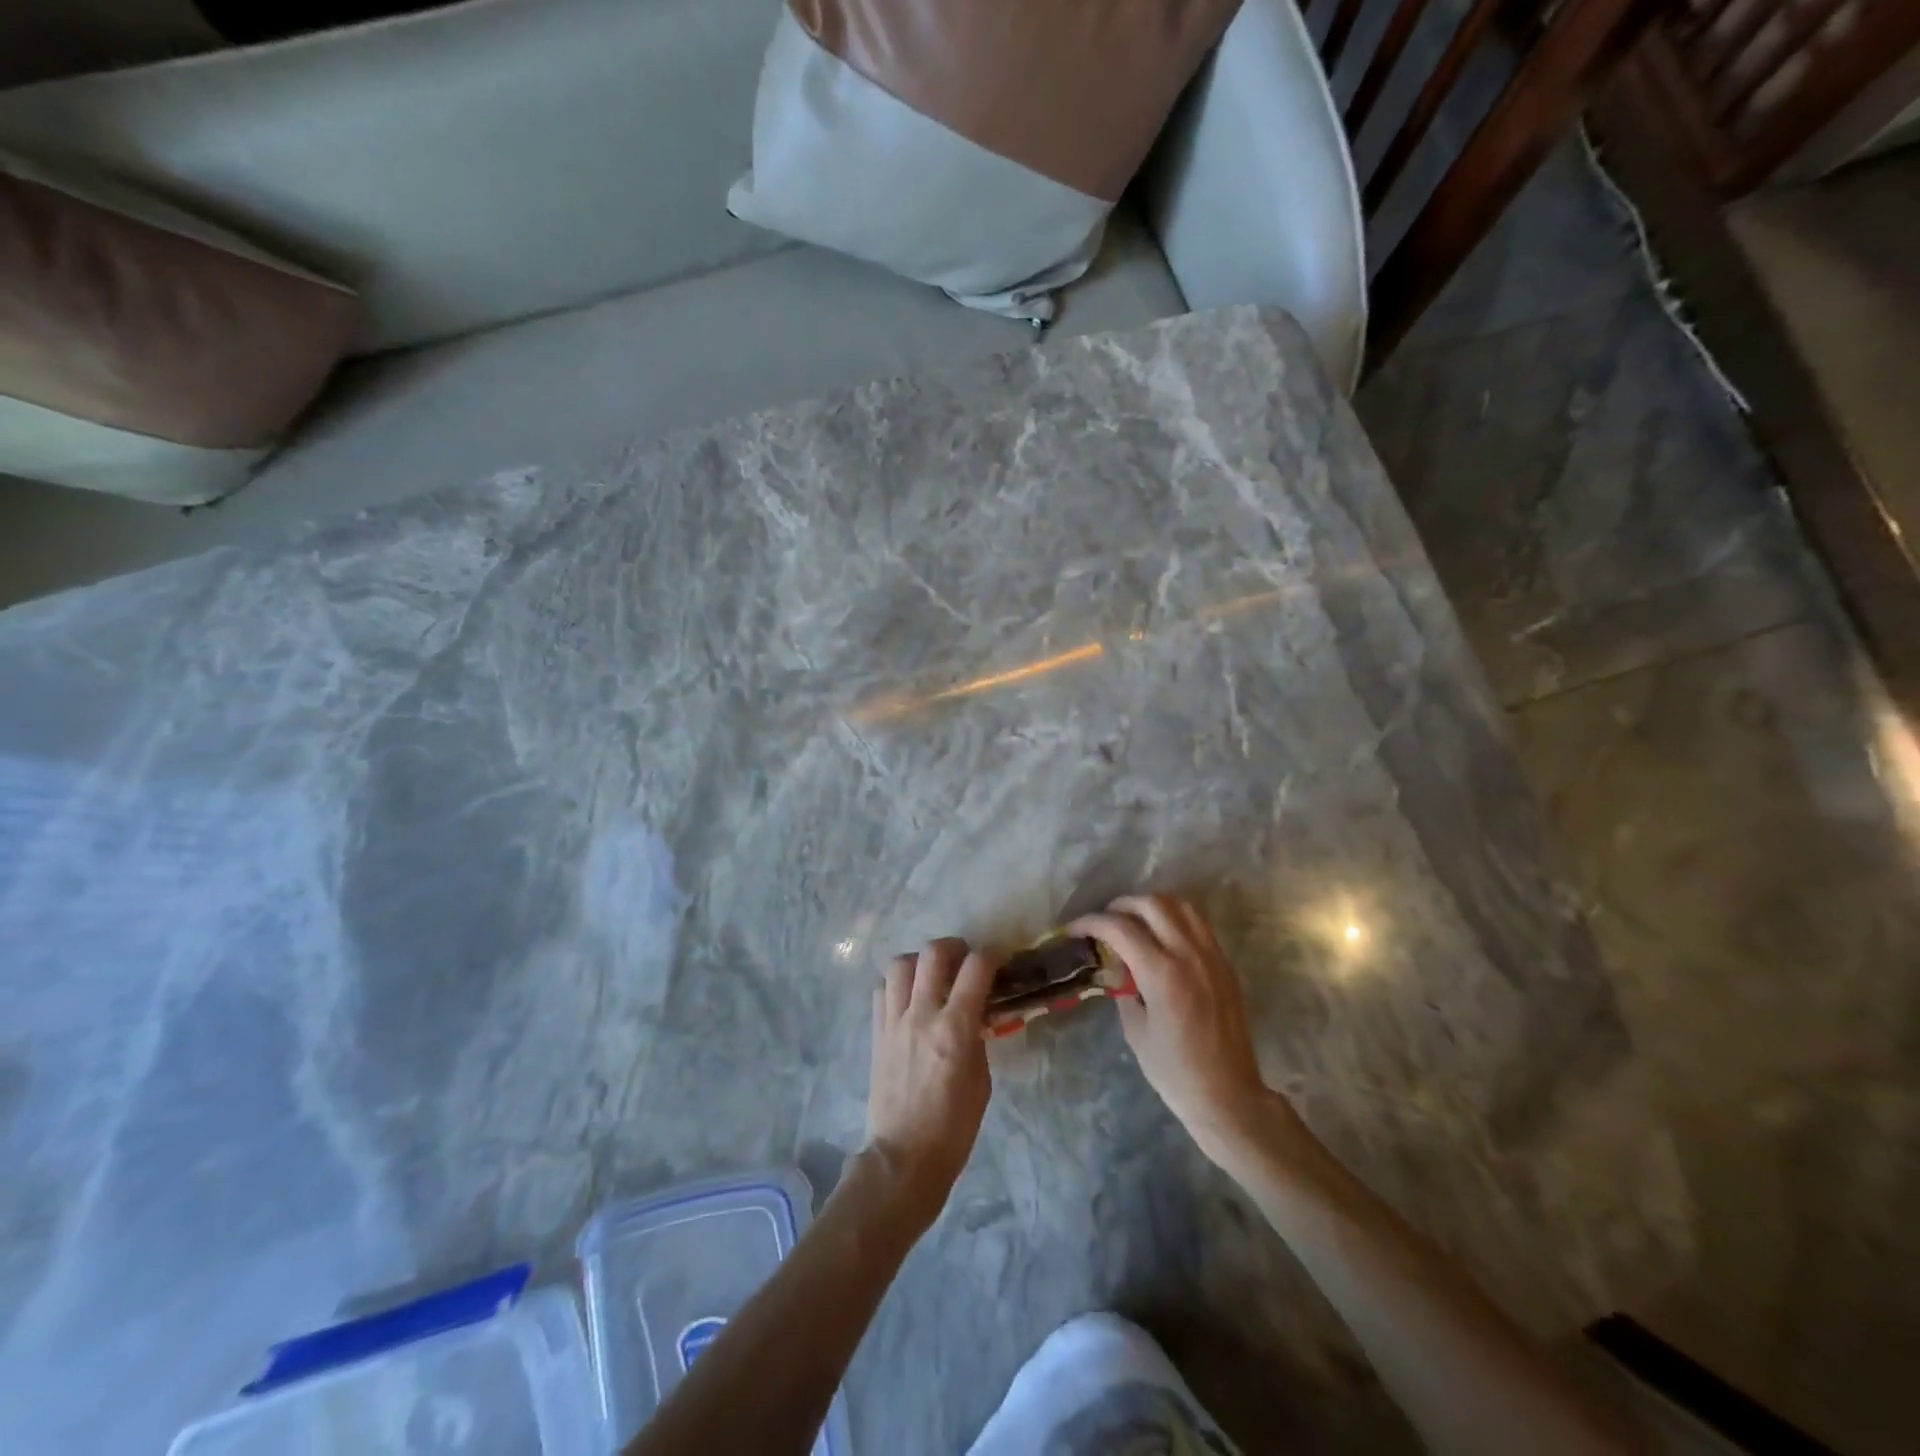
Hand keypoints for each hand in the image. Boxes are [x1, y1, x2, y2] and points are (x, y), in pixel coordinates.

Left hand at [866, 938, 997, 1222]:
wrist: (903, 1158)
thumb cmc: (953, 1128)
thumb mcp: (981, 1081)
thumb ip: (977, 1039)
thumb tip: (975, 1016)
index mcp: (955, 1028)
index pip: (976, 968)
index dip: (992, 956)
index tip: (999, 960)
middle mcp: (922, 1014)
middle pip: (933, 953)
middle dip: (954, 947)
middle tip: (964, 960)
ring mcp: (894, 1021)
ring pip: (900, 963)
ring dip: (920, 961)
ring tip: (932, 975)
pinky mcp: (876, 1032)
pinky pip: (882, 990)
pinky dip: (896, 984)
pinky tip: (908, 998)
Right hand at [1071, 895, 1300, 1166]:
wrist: (1228, 1095)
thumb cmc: (1174, 1071)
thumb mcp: (1135, 1030)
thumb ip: (1123, 988)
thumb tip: (1115, 966)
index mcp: (1162, 973)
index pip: (1120, 928)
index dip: (1091, 922)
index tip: (1075, 930)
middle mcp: (1188, 954)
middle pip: (1151, 904)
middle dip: (1121, 906)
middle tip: (1104, 921)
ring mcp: (1211, 956)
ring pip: (1180, 905)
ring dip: (1151, 905)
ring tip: (1133, 921)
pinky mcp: (1224, 963)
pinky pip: (1198, 922)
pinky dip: (1174, 917)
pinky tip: (1161, 935)